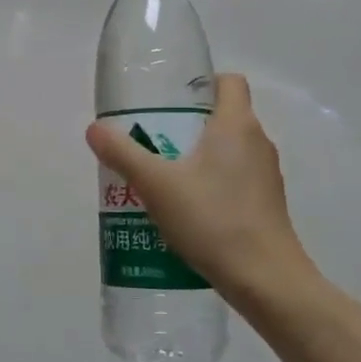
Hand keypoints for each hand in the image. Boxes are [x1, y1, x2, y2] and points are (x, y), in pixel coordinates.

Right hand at [86, 73, 317, 307]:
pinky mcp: (265, 204)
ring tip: (161, 175)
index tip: (169, 100)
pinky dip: (211, 183)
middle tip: (151, 138)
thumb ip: (123, 154)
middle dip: (188, 123)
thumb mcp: (156, 184)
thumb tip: (94, 128)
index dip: (201, 83)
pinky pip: (234, 179)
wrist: (265, 280)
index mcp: (237, 125)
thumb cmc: (213, 220)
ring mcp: (265, 176)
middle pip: (224, 116)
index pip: (229, 82)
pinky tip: (184, 208)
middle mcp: (258, 143)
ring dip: (197, 156)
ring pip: (228, 150)